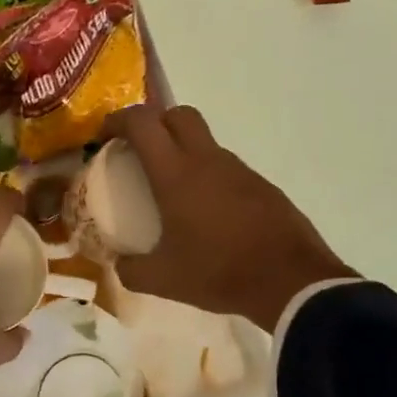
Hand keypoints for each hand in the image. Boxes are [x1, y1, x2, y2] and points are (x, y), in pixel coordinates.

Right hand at [107, 105, 357, 331]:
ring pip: (205, 142)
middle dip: (154, 123)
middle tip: (140, 152)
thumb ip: (131, 270)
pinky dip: (208, 178)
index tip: (105, 136)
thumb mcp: (163, 279)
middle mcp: (207, 161)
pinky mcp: (261, 186)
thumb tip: (119, 264)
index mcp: (176, 174)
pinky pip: (226, 169)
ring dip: (183, 153)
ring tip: (172, 192)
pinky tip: (207, 214)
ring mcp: (239, 170)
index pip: (142, 122)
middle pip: (178, 115)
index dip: (118, 120)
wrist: (290, 281)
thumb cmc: (219, 273)